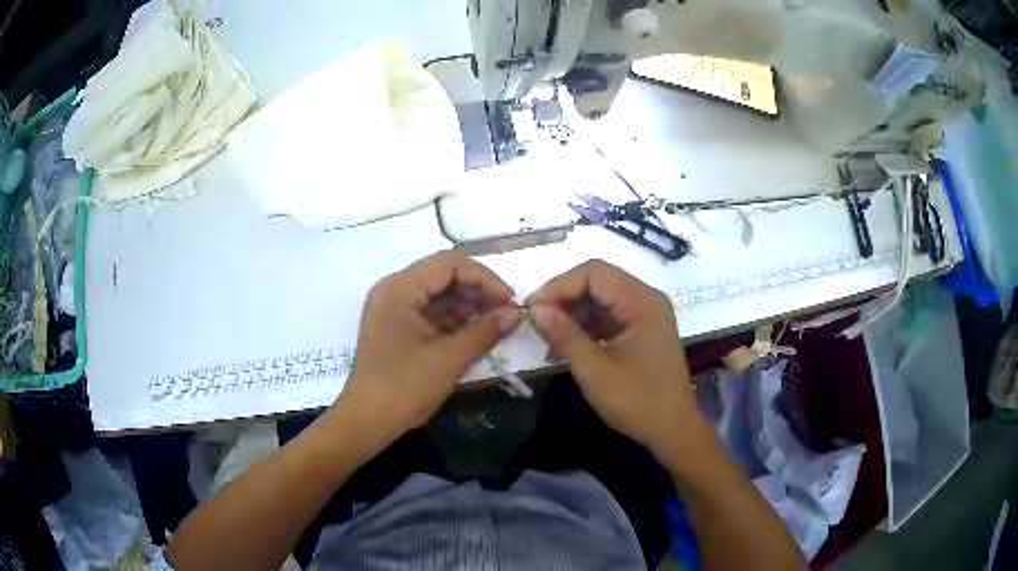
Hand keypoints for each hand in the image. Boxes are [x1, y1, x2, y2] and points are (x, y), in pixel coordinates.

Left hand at [335, 250, 519, 453]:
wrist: (368, 420)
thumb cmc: (405, 387)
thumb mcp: (449, 358)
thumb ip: (485, 331)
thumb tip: (517, 314)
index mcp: (400, 288)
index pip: (450, 263)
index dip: (484, 278)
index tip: (509, 302)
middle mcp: (394, 289)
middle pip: (443, 275)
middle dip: (478, 291)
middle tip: (506, 314)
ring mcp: (393, 308)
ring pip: (438, 293)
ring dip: (468, 305)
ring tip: (494, 324)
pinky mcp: (396, 326)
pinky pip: (429, 311)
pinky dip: (453, 319)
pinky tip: (475, 333)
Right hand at [527, 260, 703, 455]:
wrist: (673, 430)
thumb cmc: (637, 401)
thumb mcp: (594, 369)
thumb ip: (564, 334)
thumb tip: (535, 308)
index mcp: (642, 302)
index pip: (595, 273)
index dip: (560, 285)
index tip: (532, 308)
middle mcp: (647, 300)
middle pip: (599, 282)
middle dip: (565, 297)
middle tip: (537, 319)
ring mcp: (646, 316)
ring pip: (602, 299)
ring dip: (574, 311)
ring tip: (548, 333)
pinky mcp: (642, 332)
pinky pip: (609, 316)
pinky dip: (587, 325)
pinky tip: (568, 341)